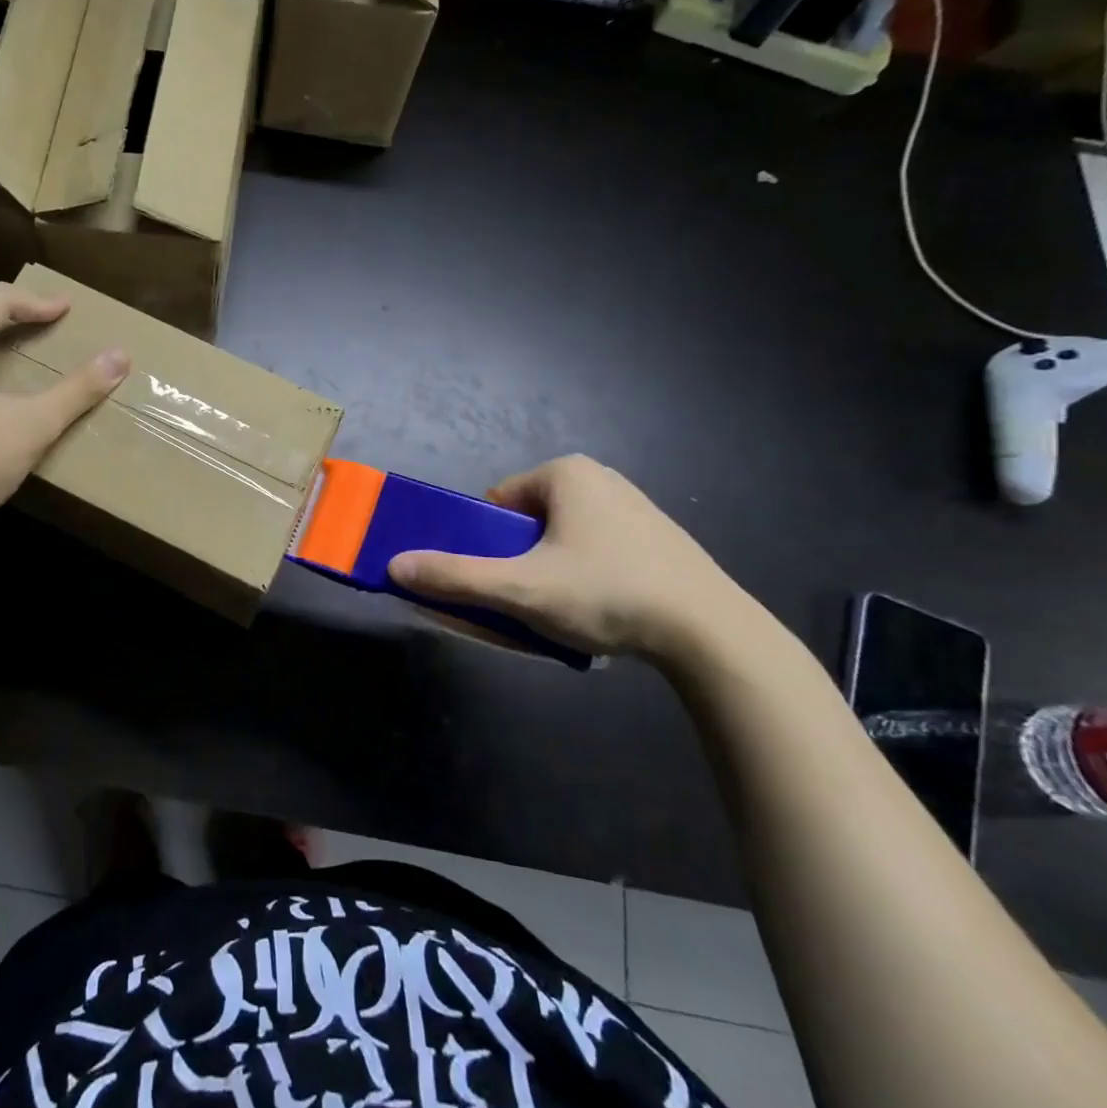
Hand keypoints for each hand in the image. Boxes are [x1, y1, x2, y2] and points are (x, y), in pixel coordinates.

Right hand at [388, 455, 746, 663]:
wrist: (713, 634)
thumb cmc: (607, 594)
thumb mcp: (521, 589)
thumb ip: (455, 577)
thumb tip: (394, 566)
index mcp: (564, 473)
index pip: (495, 502)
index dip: (485, 543)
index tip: (498, 580)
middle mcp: (599, 477)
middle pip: (526, 521)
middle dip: (519, 559)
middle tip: (529, 600)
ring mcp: (634, 506)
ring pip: (561, 538)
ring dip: (550, 570)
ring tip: (567, 611)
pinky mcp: (658, 538)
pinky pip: (597, 549)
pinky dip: (586, 576)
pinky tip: (603, 610)